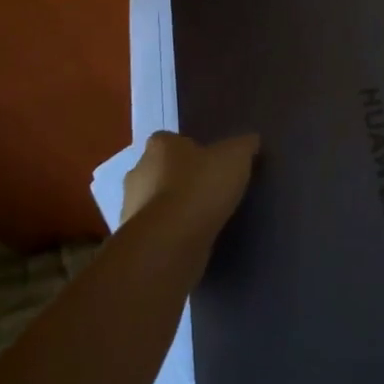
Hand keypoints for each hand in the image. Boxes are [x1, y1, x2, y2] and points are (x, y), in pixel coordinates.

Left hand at [120, 131, 259, 236]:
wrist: (170, 242)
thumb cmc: (200, 188)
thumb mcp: (235, 158)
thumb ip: (243, 146)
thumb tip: (251, 141)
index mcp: (159, 146)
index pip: (171, 141)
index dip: (191, 151)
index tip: (210, 163)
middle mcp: (138, 172)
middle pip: (160, 171)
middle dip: (179, 180)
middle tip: (209, 190)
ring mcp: (132, 208)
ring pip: (155, 202)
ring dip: (173, 208)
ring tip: (203, 218)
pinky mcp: (136, 239)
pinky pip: (157, 230)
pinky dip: (170, 233)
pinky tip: (192, 240)